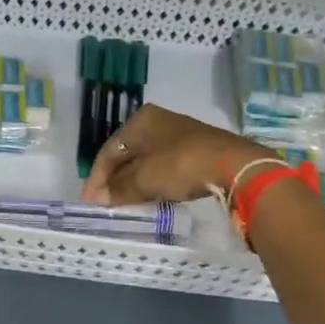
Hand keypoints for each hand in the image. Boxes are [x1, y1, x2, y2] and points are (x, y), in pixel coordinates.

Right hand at [82, 104, 273, 205]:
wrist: (234, 166)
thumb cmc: (181, 165)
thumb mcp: (145, 179)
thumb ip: (120, 189)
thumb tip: (101, 199)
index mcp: (141, 120)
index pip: (109, 150)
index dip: (97, 177)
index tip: (90, 202)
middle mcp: (158, 122)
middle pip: (128, 154)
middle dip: (115, 179)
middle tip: (106, 203)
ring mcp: (179, 135)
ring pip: (147, 161)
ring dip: (134, 182)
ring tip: (125, 203)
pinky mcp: (196, 150)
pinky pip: (165, 167)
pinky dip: (154, 182)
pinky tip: (151, 196)